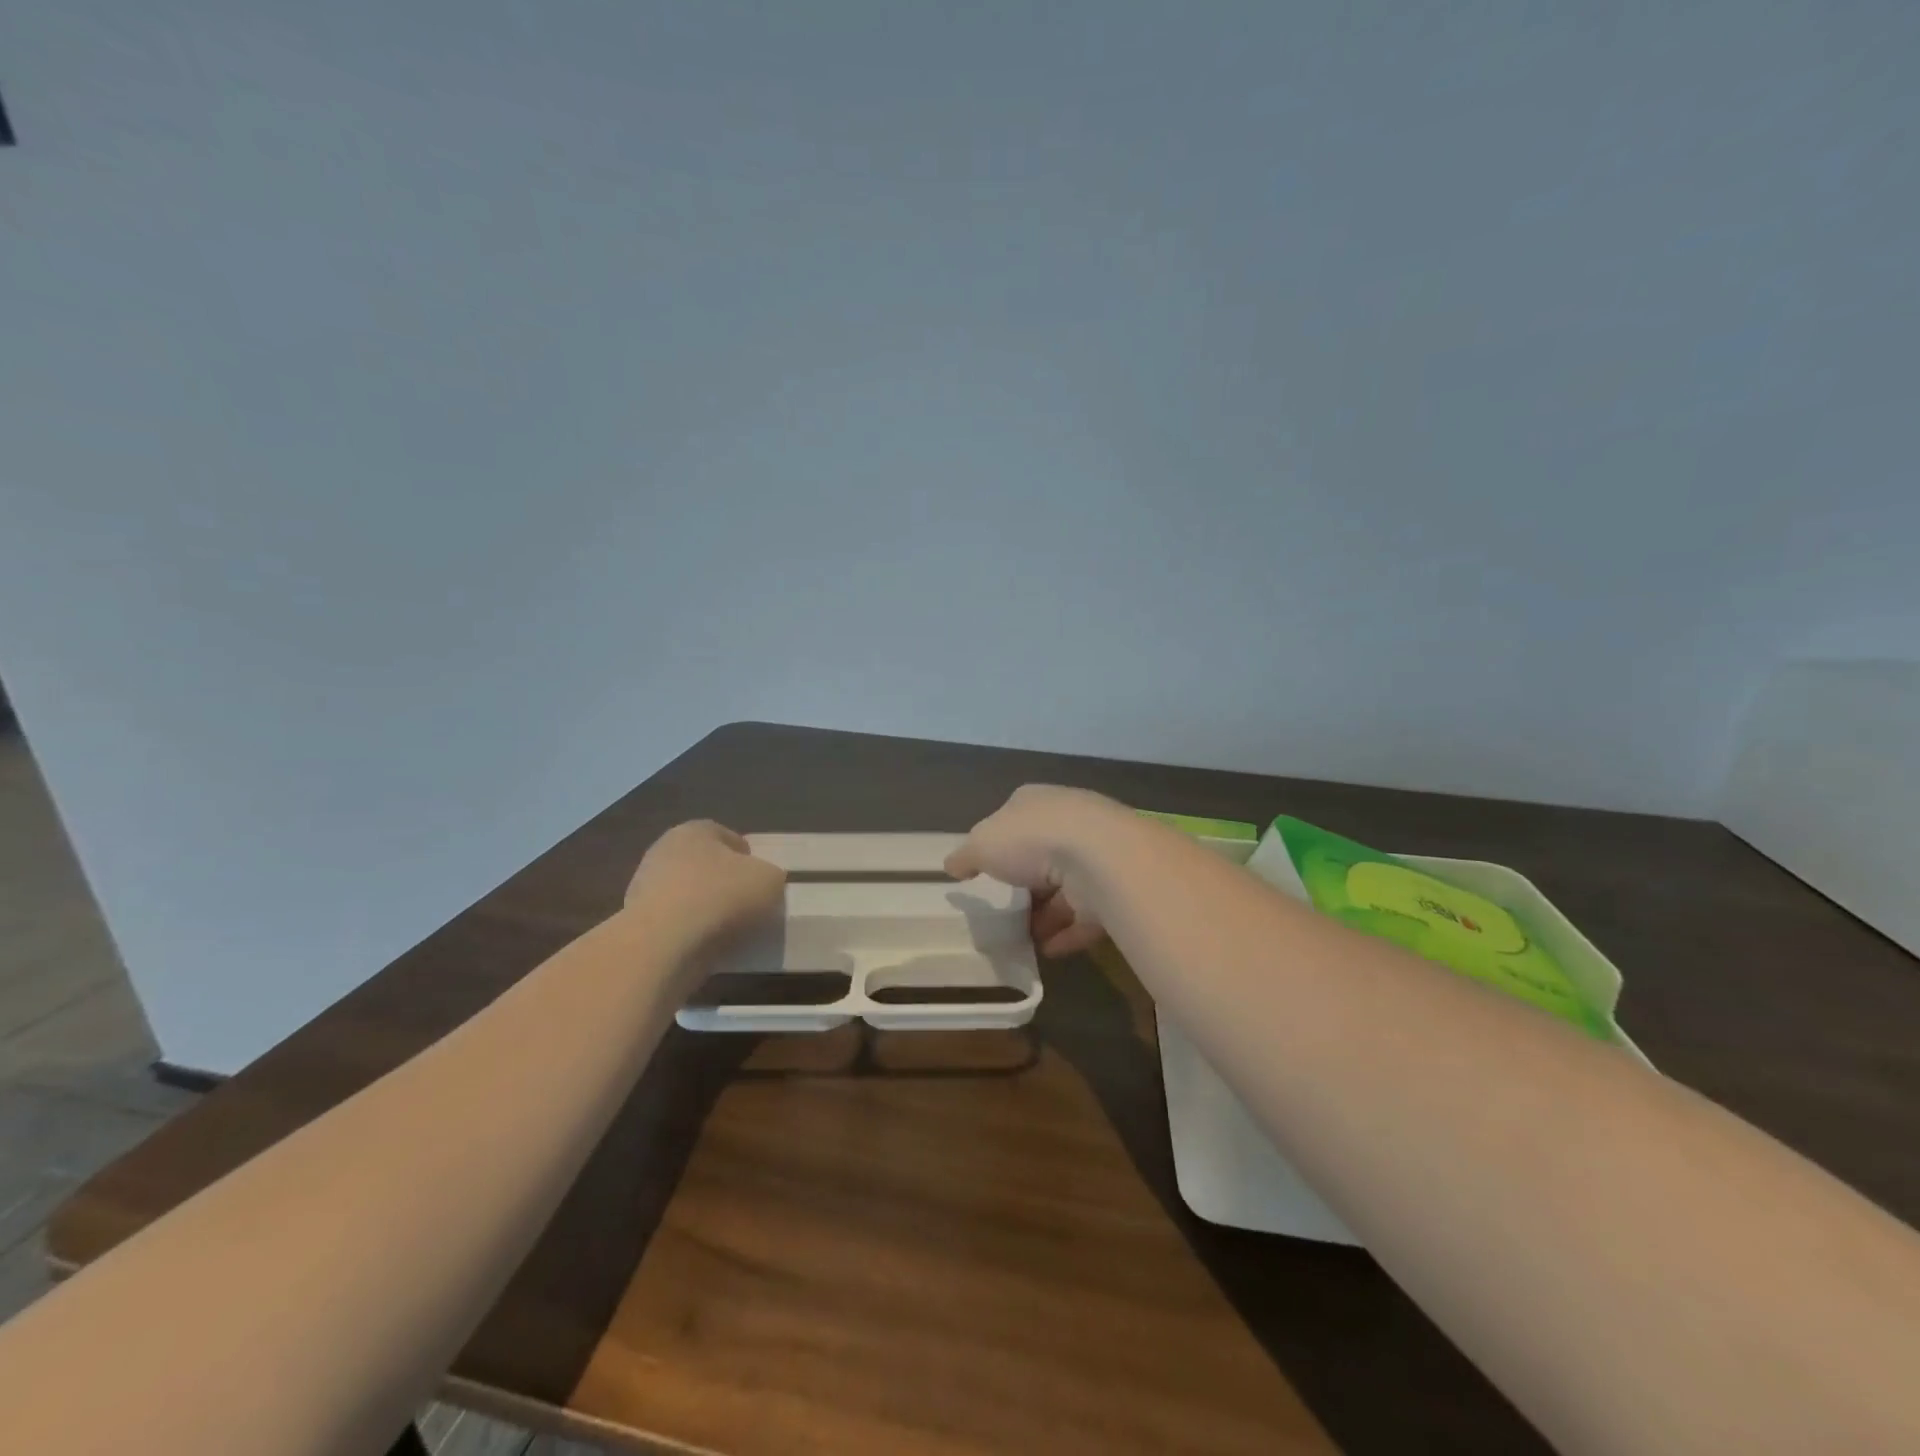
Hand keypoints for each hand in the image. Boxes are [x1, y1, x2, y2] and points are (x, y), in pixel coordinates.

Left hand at [624, 821, 785, 951]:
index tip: (760, 881)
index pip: (727, 836)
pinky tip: (703, 946)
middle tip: (746, 905)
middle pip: (703, 864)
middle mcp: (664, 850)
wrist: (663, 944)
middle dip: (722, 882)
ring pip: (686, 894)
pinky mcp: (634, 921)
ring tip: (727, 932)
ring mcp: (644, 886)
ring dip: (704, 908)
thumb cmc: (720, 897)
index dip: (748, 857)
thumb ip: (769, 876)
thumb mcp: (769, 880)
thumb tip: (762, 882)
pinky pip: (672, 922)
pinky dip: (687, 932)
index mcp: (695, 830)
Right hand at [945, 785, 1127, 956]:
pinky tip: (1048, 951)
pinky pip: (1087, 914)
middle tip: (1005, 909)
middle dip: (1025, 882)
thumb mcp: (981, 844)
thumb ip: (965, 856)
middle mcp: (1071, 821)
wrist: (1101, 858)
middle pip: (1042, 853)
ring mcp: (1097, 855)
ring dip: (1046, 913)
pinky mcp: (1115, 887)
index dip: (1000, 842)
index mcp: (1037, 801)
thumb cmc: (1032, 839)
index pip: (1015, 817)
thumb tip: (952, 865)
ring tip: (1023, 938)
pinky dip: (1068, 933)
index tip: (987, 869)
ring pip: (1067, 886)